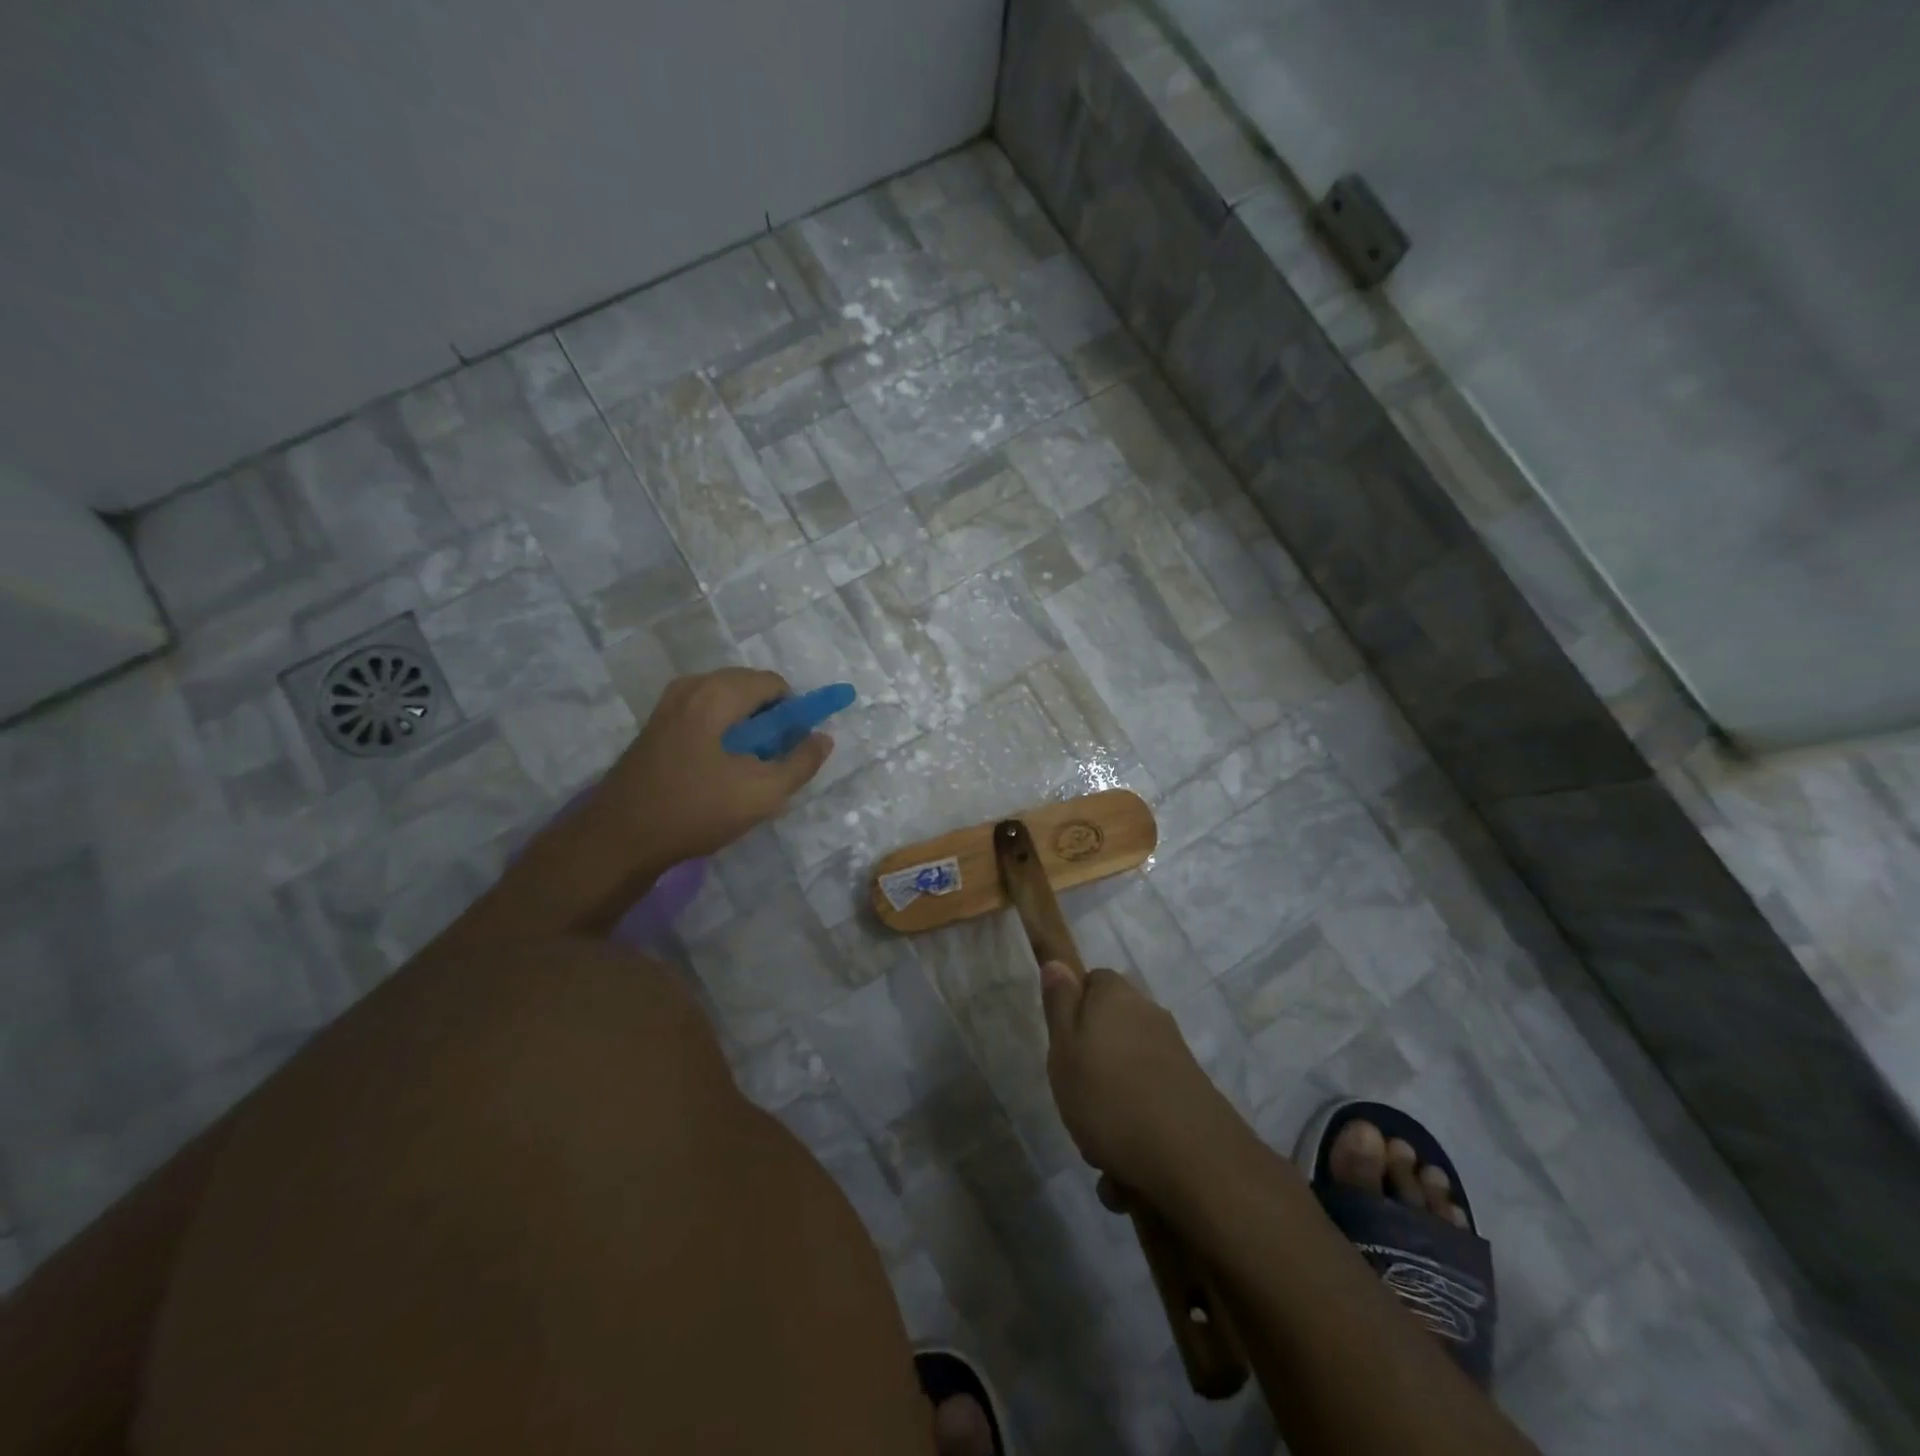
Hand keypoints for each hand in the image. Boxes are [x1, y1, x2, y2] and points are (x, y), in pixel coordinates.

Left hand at [591, 669, 832, 866]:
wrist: (620, 837)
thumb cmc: (695, 809)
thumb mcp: (763, 793)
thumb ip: (801, 762)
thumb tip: (823, 738)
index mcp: (717, 693)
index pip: (774, 684)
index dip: (794, 713)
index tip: (793, 749)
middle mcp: (691, 686)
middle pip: (749, 689)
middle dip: (770, 721)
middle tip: (771, 762)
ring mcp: (669, 704)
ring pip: (727, 704)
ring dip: (747, 730)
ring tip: (746, 771)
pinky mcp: (657, 724)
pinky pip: (705, 715)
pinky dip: (723, 734)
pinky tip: (718, 772)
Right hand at [1040, 961, 1242, 1195]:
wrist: (1193, 1160)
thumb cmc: (1110, 1096)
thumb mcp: (1064, 1048)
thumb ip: (1059, 1005)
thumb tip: (1058, 963)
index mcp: (1116, 997)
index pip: (1092, 981)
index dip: (1073, 1009)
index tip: (1061, 1043)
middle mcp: (1149, 1016)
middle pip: (1111, 1030)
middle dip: (1092, 1065)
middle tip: (1075, 1098)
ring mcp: (1174, 1056)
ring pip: (1128, 1076)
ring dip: (1111, 1109)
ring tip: (1100, 1149)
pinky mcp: (1191, 1094)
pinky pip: (1150, 1107)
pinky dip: (1136, 1133)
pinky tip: (1126, 1174)